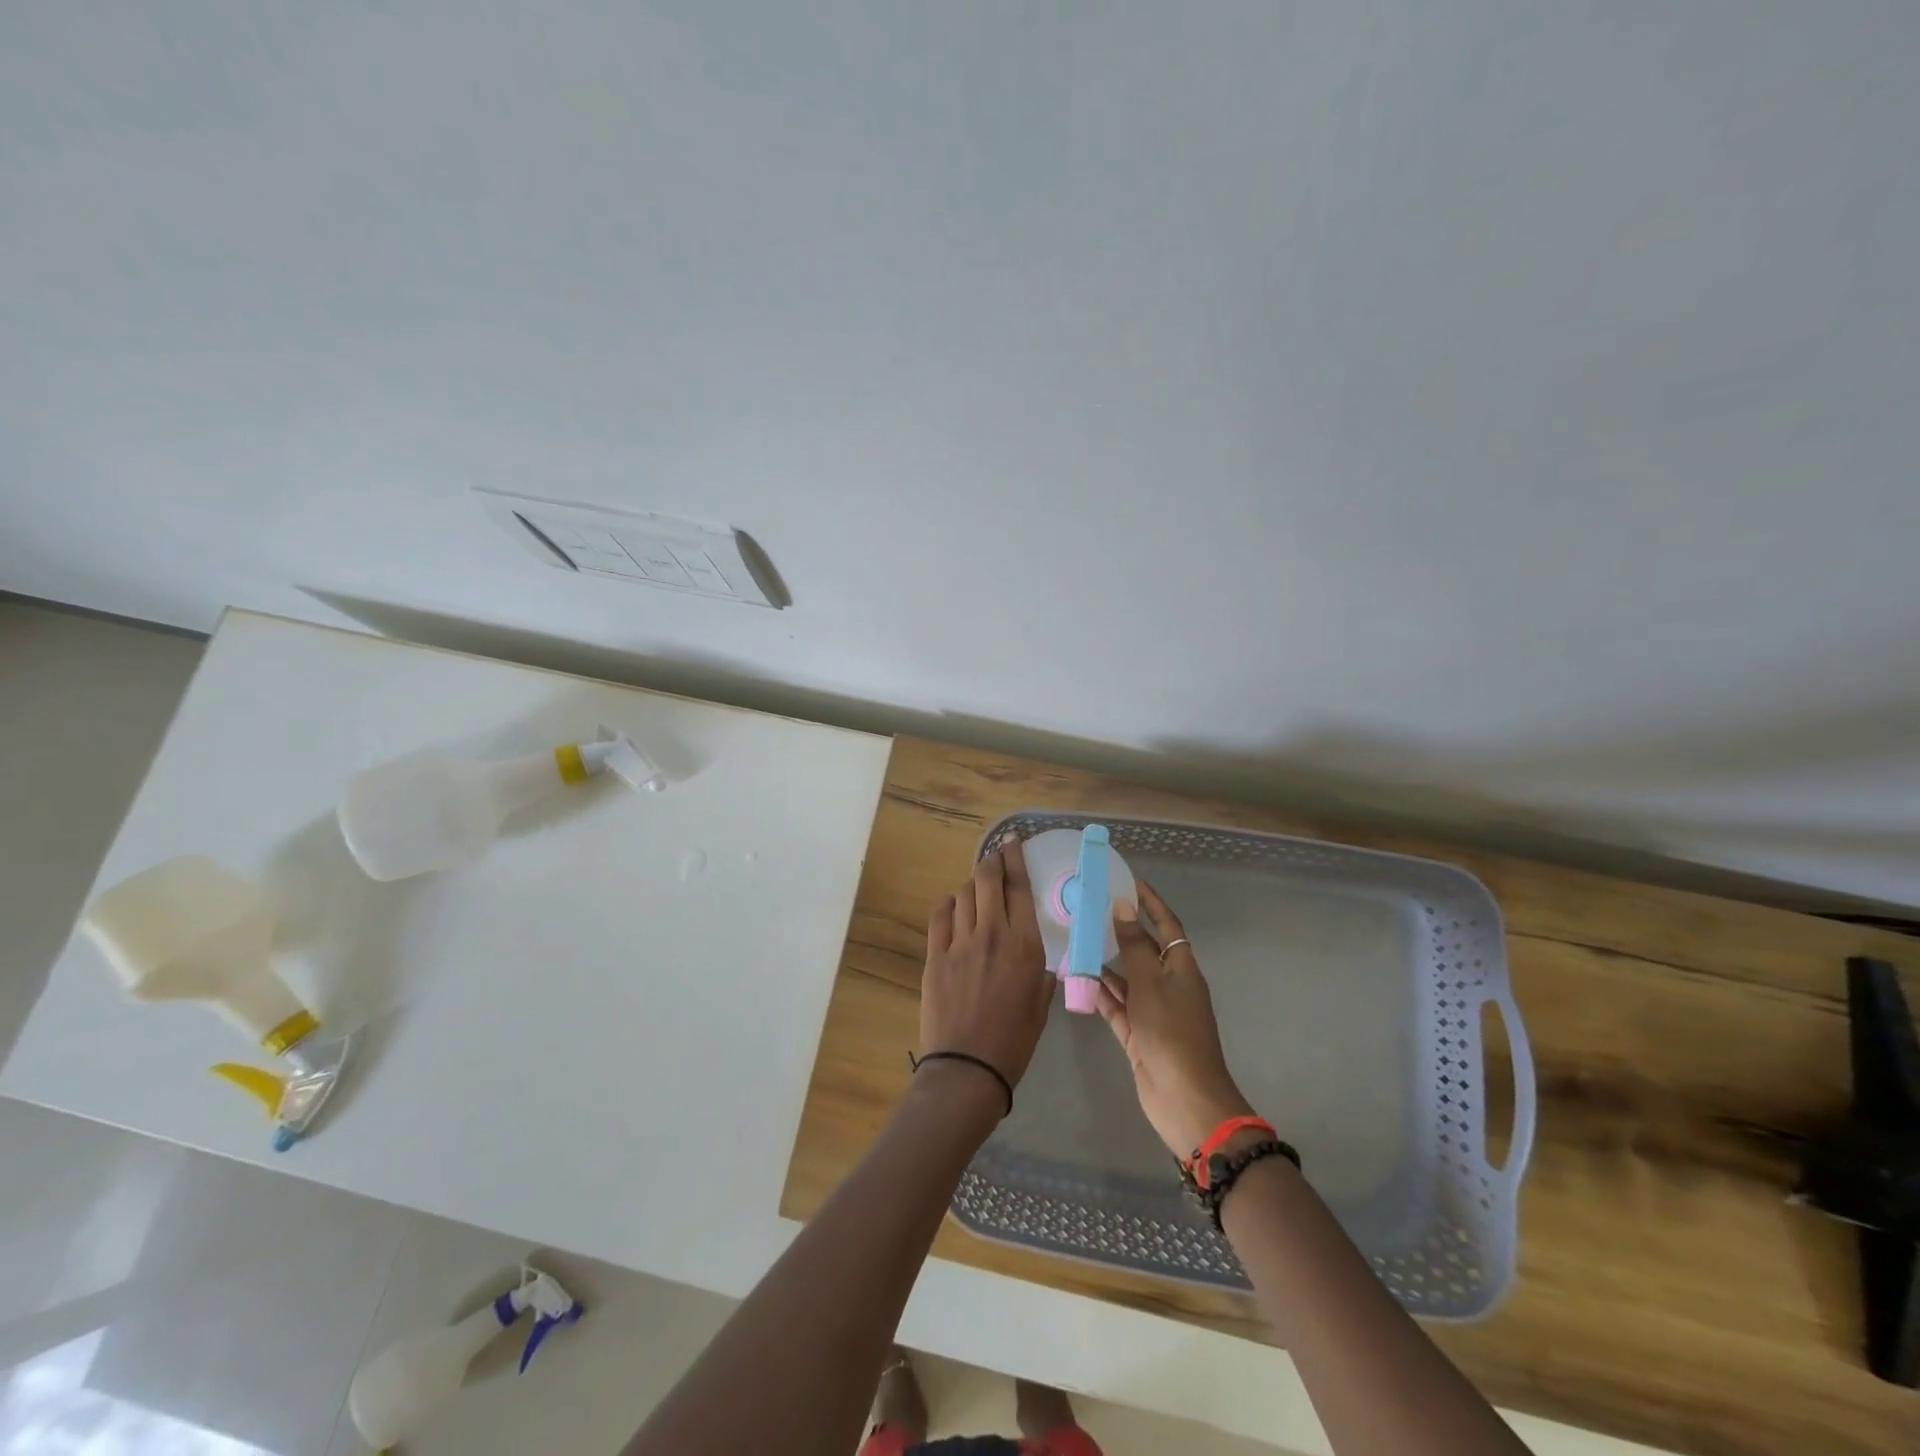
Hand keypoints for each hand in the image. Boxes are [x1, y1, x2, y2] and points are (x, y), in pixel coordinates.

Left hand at [919, 839, 1052, 1090]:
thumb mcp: (1041, 1004)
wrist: (969, 1067)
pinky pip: (939, 915)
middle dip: (992, 861)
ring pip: (963, 893)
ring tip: (976, 889)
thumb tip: (1034, 956)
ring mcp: (960, 942)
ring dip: (971, 885)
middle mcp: (992, 934)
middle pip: (987, 879)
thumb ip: (1039, 971)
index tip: (1013, 843)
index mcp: (1024, 945)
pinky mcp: (935, 955)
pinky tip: (952, 907)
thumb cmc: (1014, 1041)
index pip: (1019, 887)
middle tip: (995, 856)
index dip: (1015, 859)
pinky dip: (948, 904)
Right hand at [1096, 882, 1255, 1156]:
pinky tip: (1076, 980)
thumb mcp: (1150, 983)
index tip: (1130, 883)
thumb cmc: (1172, 1033)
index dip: (1152, 904)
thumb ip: (1134, 946)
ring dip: (1104, 964)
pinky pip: (1116, 1006)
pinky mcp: (1138, 1035)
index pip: (1168, 926)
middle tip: (1089, 911)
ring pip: (1126, 980)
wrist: (1185, 1099)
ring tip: (1074, 942)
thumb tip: (1125, 907)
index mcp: (1182, 969)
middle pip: (1144, 951)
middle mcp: (1169, 986)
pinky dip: (1099, 994)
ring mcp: (1153, 1012)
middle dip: (1121, 932)